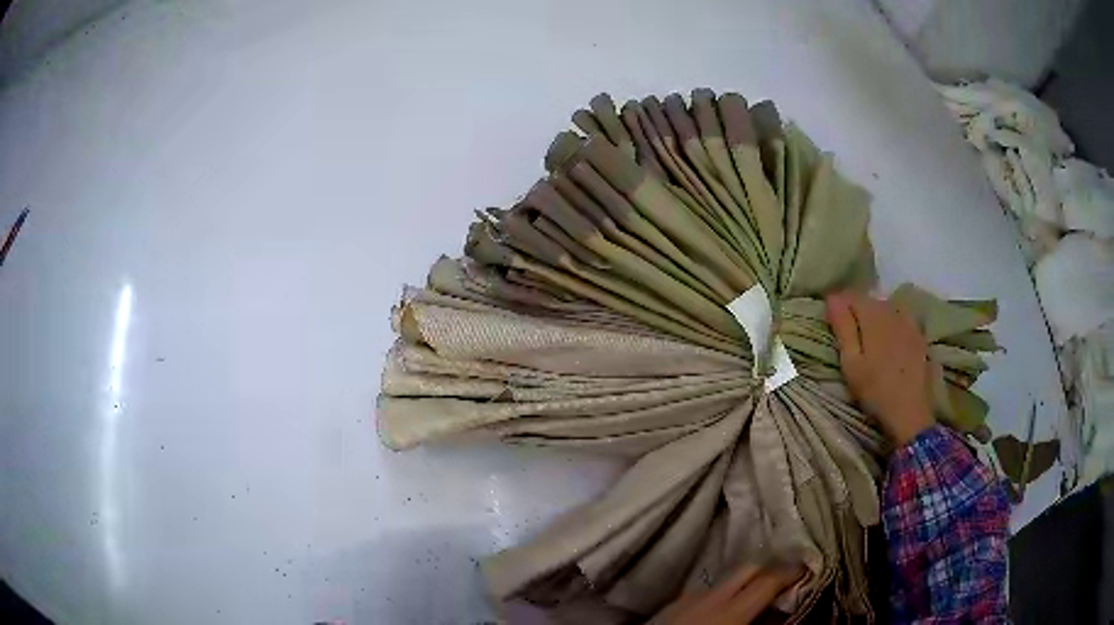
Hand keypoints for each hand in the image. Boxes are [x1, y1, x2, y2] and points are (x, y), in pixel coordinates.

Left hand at [653, 564, 803, 624]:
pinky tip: (720, 612)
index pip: (768, 580)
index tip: (806, 573)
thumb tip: (783, 616)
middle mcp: (709, 596)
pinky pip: (703, 592)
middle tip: (783, 586)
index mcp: (731, 610)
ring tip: (753, 600)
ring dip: (742, 585)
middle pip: (748, 569)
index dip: (791, 574)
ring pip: (724, 580)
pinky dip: (719, 595)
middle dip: (768, 573)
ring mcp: (686, 598)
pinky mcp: (669, 606)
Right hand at [825, 292, 934, 445]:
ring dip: (875, 316)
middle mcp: (892, 311)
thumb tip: (832, 298)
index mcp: (873, 316)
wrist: (910, 412)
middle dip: (857, 310)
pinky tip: (890, 339)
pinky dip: (891, 323)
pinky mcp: (918, 334)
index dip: (839, 305)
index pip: (851, 295)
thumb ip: (843, 328)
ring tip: (868, 338)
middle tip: (848, 335)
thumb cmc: (875, 390)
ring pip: (886, 307)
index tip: (831, 323)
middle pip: (870, 300)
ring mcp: (909, 321)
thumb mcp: (851, 363)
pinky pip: (901, 317)